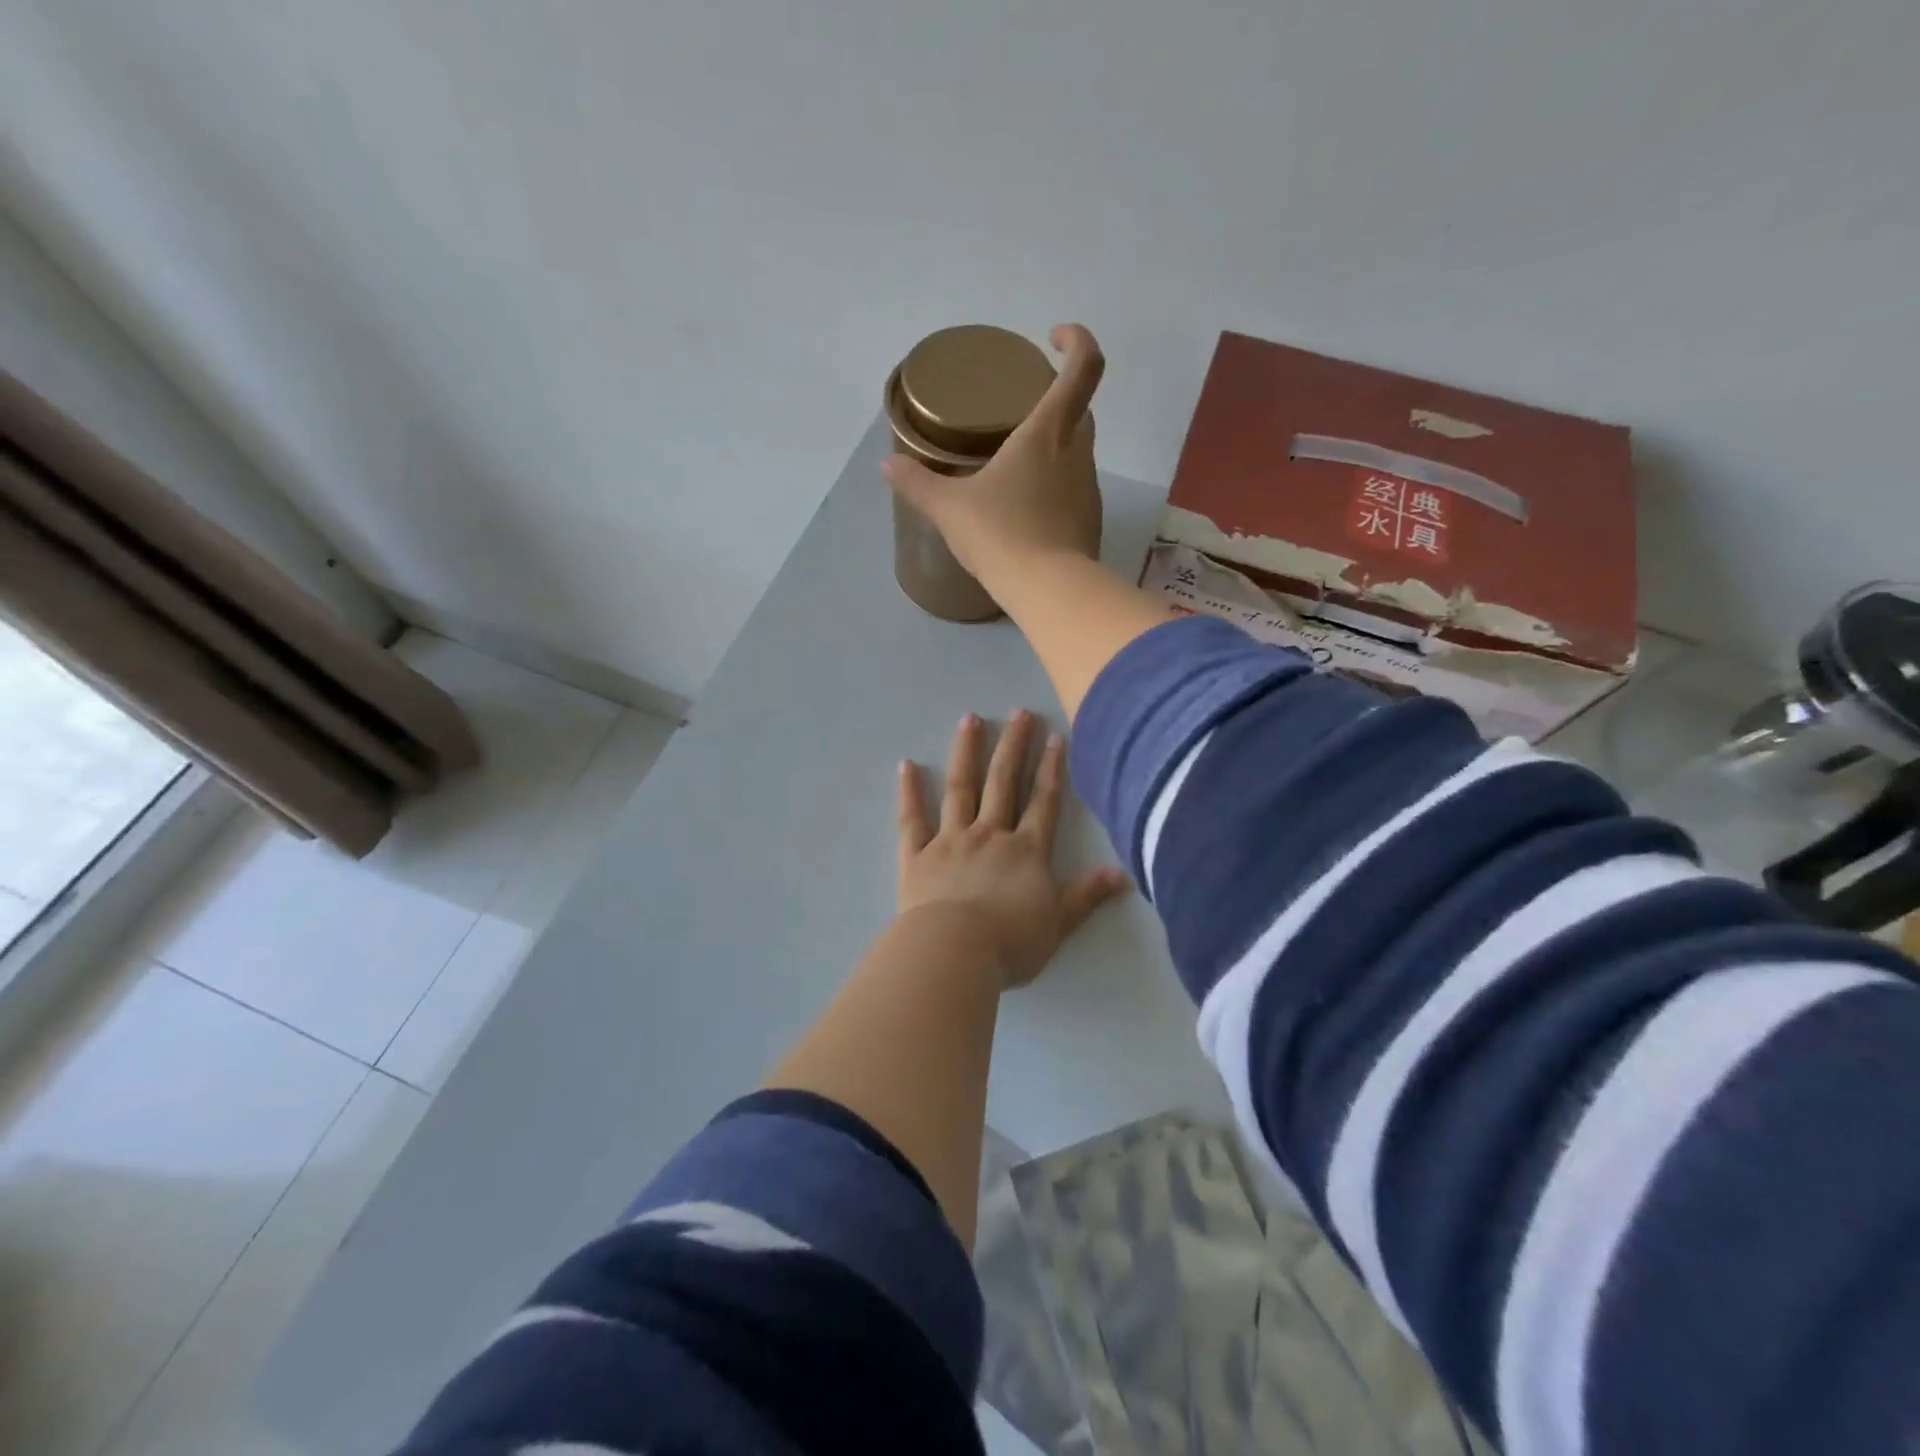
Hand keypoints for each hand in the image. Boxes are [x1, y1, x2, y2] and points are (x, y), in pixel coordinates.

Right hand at [883, 323, 1105, 591]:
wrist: (1048, 591)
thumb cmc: (1000, 534)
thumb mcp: (949, 508)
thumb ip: (918, 484)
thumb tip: (888, 467)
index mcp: (1048, 432)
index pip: (1083, 367)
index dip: (1077, 342)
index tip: (1055, 338)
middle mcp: (1077, 452)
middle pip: (1081, 408)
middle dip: (1059, 398)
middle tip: (1023, 407)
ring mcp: (1088, 488)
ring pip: (1078, 450)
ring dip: (1054, 446)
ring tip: (1015, 461)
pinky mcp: (1090, 520)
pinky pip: (1073, 488)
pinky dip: (1054, 485)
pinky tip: (1025, 506)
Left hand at [896, 709, 1128, 989]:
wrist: (954, 952)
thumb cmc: (1010, 943)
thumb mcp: (1058, 923)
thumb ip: (1087, 895)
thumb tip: (1123, 873)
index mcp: (1025, 851)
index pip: (1043, 802)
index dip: (1051, 769)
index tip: (1054, 736)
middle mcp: (989, 835)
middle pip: (1003, 783)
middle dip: (1013, 746)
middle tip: (1018, 712)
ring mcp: (951, 840)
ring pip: (960, 788)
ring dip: (967, 752)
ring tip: (970, 719)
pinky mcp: (917, 855)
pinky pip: (911, 818)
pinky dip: (909, 791)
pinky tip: (907, 765)